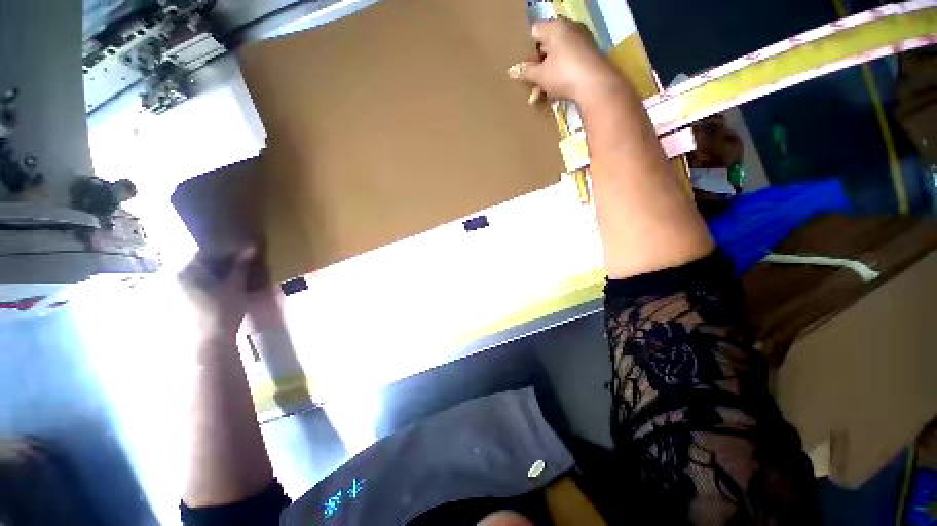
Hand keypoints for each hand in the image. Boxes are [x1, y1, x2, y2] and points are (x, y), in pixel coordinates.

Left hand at [178, 247, 256, 343]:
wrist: (209, 341)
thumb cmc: (224, 311)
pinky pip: (187, 286)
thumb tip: (250, 246)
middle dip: (213, 263)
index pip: (203, 251)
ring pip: (191, 275)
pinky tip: (213, 292)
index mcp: (186, 269)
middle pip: (195, 263)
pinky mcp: (173, 303)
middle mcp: (173, 277)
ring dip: (207, 274)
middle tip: (232, 266)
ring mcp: (171, 291)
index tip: (236, 253)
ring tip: (223, 279)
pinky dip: (200, 285)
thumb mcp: (236, 286)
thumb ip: (241, 266)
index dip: (222, 251)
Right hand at [508, 17, 623, 103]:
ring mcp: (582, 41)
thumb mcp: (540, 75)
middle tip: (530, 83)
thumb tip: (510, 70)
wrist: (595, 85)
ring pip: (557, 57)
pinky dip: (559, 76)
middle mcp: (570, 29)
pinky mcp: (589, 55)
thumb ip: (525, 71)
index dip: (527, 49)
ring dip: (546, 77)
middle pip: (546, 46)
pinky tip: (553, 93)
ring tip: (538, 96)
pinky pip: (568, 63)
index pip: (535, 31)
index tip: (524, 66)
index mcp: (555, 27)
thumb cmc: (563, 74)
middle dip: (537, 67)